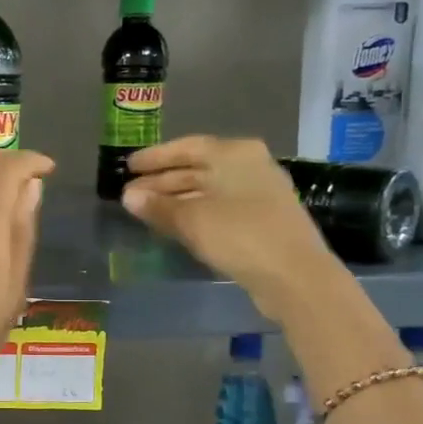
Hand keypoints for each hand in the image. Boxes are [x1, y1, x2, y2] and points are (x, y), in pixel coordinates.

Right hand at [121, 136, 337, 319]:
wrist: (295, 276)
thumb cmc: (240, 235)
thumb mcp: (192, 220)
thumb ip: (158, 206)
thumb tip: (128, 196)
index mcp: (233, 153)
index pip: (186, 147)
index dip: (154, 158)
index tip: (127, 167)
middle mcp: (248, 165)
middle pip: (197, 168)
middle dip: (162, 181)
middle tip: (131, 194)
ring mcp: (258, 192)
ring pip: (207, 189)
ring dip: (176, 199)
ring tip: (146, 210)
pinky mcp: (262, 219)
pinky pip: (219, 207)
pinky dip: (194, 212)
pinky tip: (176, 224)